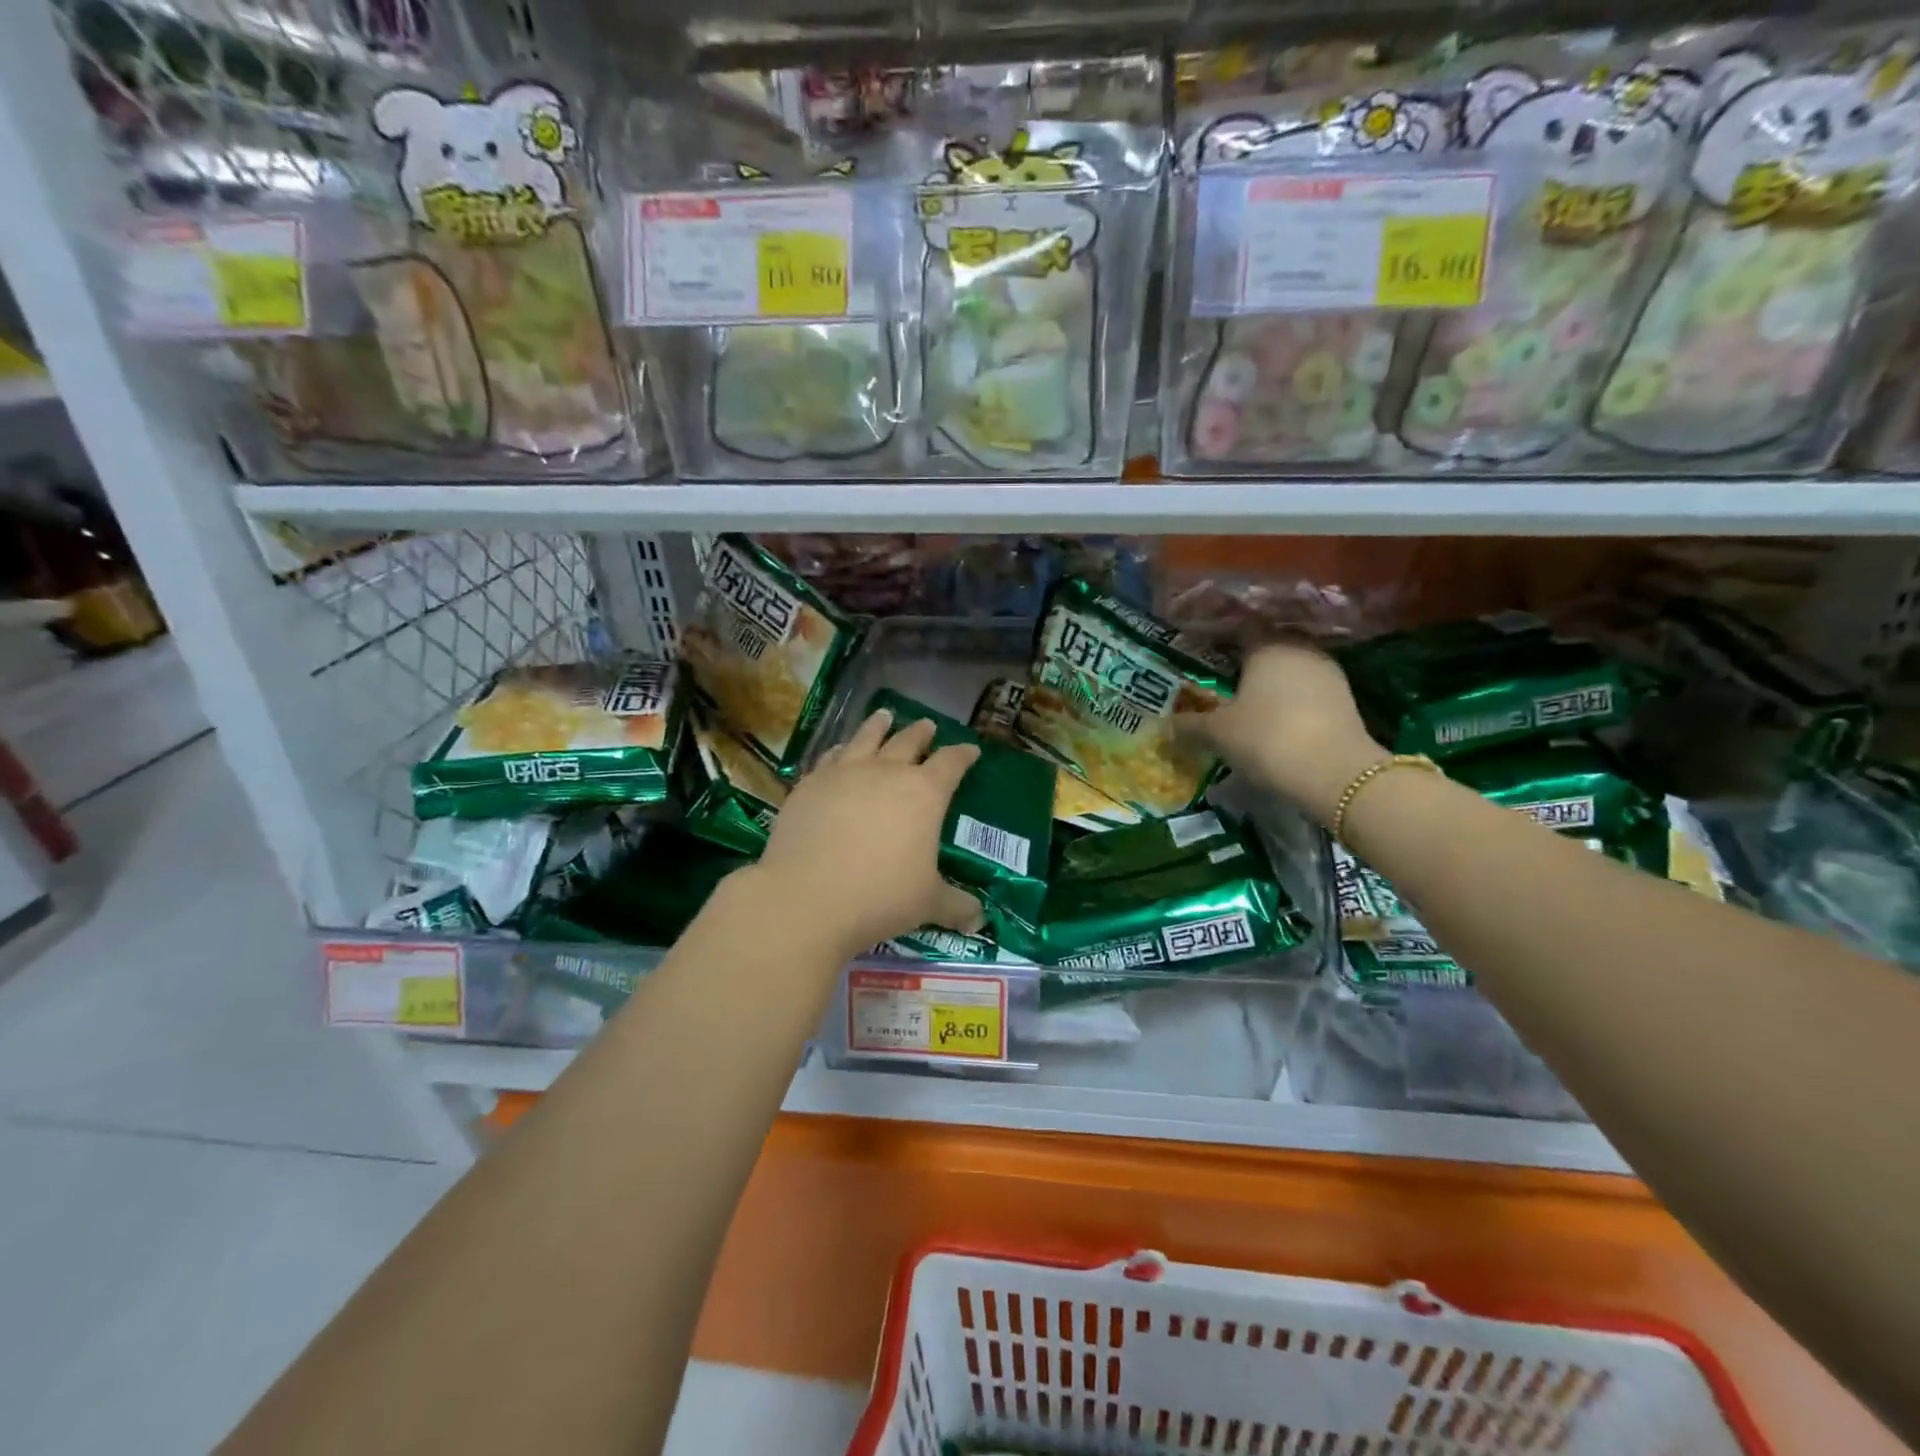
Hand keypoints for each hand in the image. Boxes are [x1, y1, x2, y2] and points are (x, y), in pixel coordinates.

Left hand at [750, 709, 983, 956]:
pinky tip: (839, 751)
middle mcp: (885, 772)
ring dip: (878, 726)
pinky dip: (840, 750)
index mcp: (923, 793)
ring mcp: (843, 774)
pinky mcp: (809, 785)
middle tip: (928, 726)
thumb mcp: (926, 903)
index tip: (970, 749)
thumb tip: (978, 921)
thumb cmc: (880, 896)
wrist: (806, 897)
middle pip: (908, 742)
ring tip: (884, 715)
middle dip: (921, 733)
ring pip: (865, 738)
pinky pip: (830, 757)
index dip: (963, 755)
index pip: (951, 763)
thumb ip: (956, 906)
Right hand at [1178, 639, 1385, 825]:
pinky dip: (1292, 702)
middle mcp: (1300, 649)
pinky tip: (1276, 723)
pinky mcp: (1345, 699)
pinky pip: (1308, 692)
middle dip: (1247, 663)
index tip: (1205, 655)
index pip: (1241, 628)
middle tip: (1223, 683)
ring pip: (1291, 670)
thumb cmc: (1266, 738)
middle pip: (1269, 648)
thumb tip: (1167, 723)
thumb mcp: (1217, 733)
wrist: (1335, 773)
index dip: (1221, 639)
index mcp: (1267, 645)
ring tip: (1249, 706)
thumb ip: (1190, 724)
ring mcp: (1328, 673)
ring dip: (1272, 684)